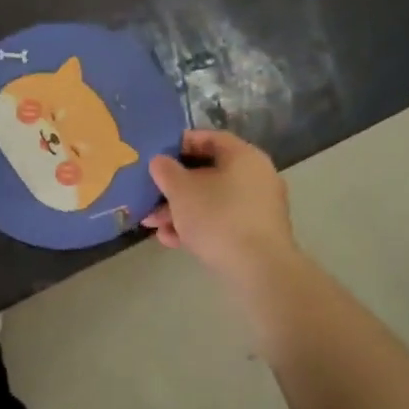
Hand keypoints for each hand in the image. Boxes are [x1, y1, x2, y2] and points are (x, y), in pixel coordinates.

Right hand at [143, 130, 296, 287]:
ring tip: (153, 225)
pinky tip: (171, 241)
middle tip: (149, 196)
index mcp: (244, 156)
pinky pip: (222, 222)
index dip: (181, 143)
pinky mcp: (256, 235)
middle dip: (174, 187)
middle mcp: (256, 177)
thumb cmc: (218, 217)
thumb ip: (166, 171)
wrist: (259, 269)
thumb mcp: (181, 190)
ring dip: (180, 211)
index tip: (158, 155)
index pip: (211, 138)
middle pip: (208, 174)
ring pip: (212, 201)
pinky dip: (198, 227)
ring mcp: (258, 208)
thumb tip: (160, 161)